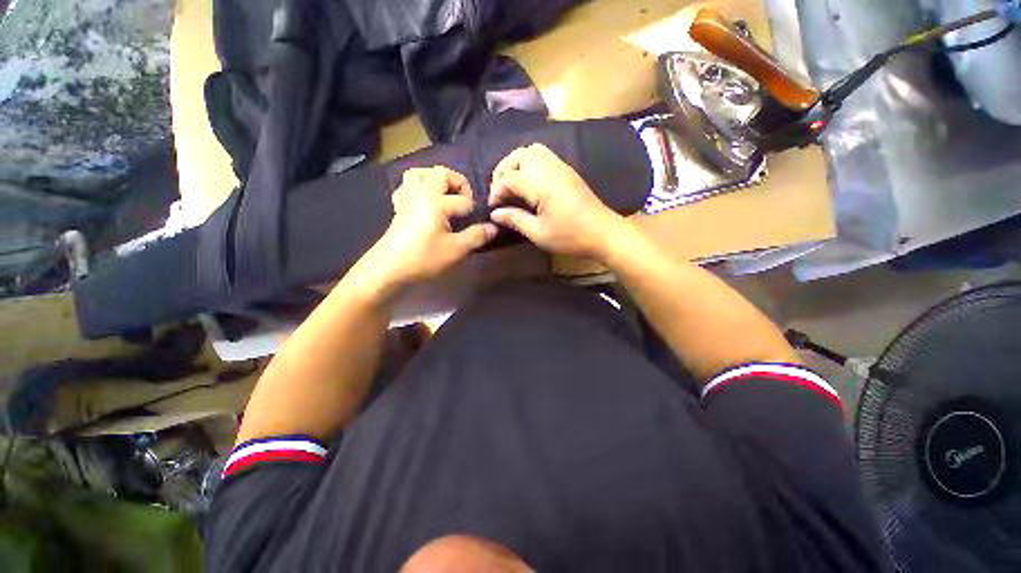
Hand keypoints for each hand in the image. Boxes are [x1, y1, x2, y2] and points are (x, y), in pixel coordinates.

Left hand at [355, 166, 496, 294]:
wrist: (388, 268)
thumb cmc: (424, 258)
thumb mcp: (456, 250)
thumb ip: (476, 236)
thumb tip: (493, 228)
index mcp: (436, 201)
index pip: (463, 200)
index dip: (473, 211)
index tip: (475, 226)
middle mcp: (421, 192)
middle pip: (441, 174)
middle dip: (459, 184)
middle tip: (465, 203)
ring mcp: (407, 198)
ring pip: (420, 173)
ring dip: (436, 179)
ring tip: (446, 195)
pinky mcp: (398, 207)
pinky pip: (407, 186)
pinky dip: (419, 187)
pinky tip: (426, 202)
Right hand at [488, 144, 627, 259]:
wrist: (603, 233)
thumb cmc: (570, 237)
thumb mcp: (538, 233)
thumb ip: (515, 219)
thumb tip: (495, 213)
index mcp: (541, 184)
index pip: (509, 178)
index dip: (496, 191)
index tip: (492, 208)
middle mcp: (550, 168)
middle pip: (519, 155)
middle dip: (503, 170)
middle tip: (499, 192)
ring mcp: (561, 166)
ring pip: (532, 151)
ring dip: (516, 164)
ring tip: (511, 185)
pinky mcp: (568, 171)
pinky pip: (544, 156)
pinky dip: (530, 163)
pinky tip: (528, 183)